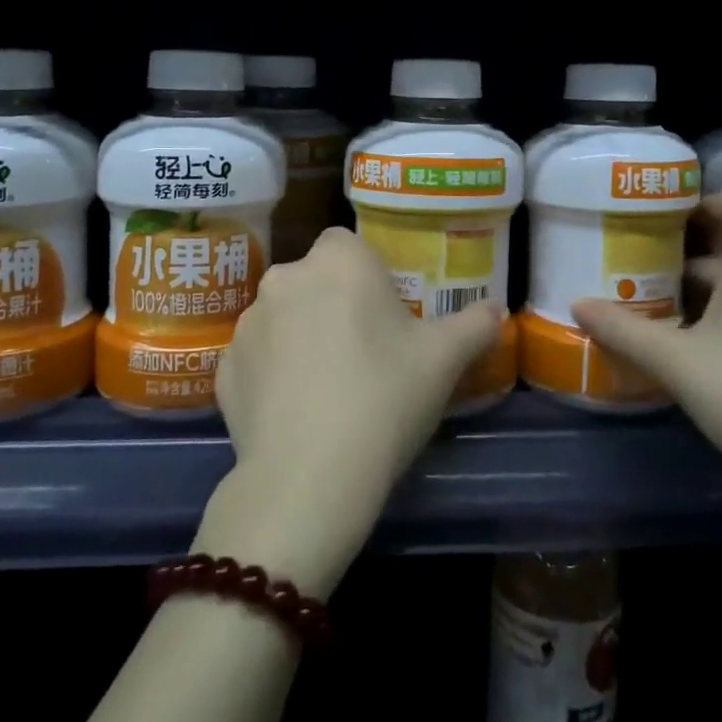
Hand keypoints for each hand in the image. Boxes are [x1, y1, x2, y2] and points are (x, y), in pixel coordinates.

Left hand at [200, 227, 503, 596]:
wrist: (309, 478)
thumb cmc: (384, 399)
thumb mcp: (443, 362)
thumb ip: (474, 325)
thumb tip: (497, 309)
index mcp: (338, 262)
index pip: (347, 244)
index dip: (365, 274)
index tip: (383, 314)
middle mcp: (286, 278)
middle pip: (314, 278)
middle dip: (332, 302)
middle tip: (361, 352)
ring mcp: (247, 322)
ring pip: (282, 315)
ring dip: (299, 334)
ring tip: (325, 387)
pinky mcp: (224, 366)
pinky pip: (256, 357)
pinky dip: (271, 373)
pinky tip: (292, 412)